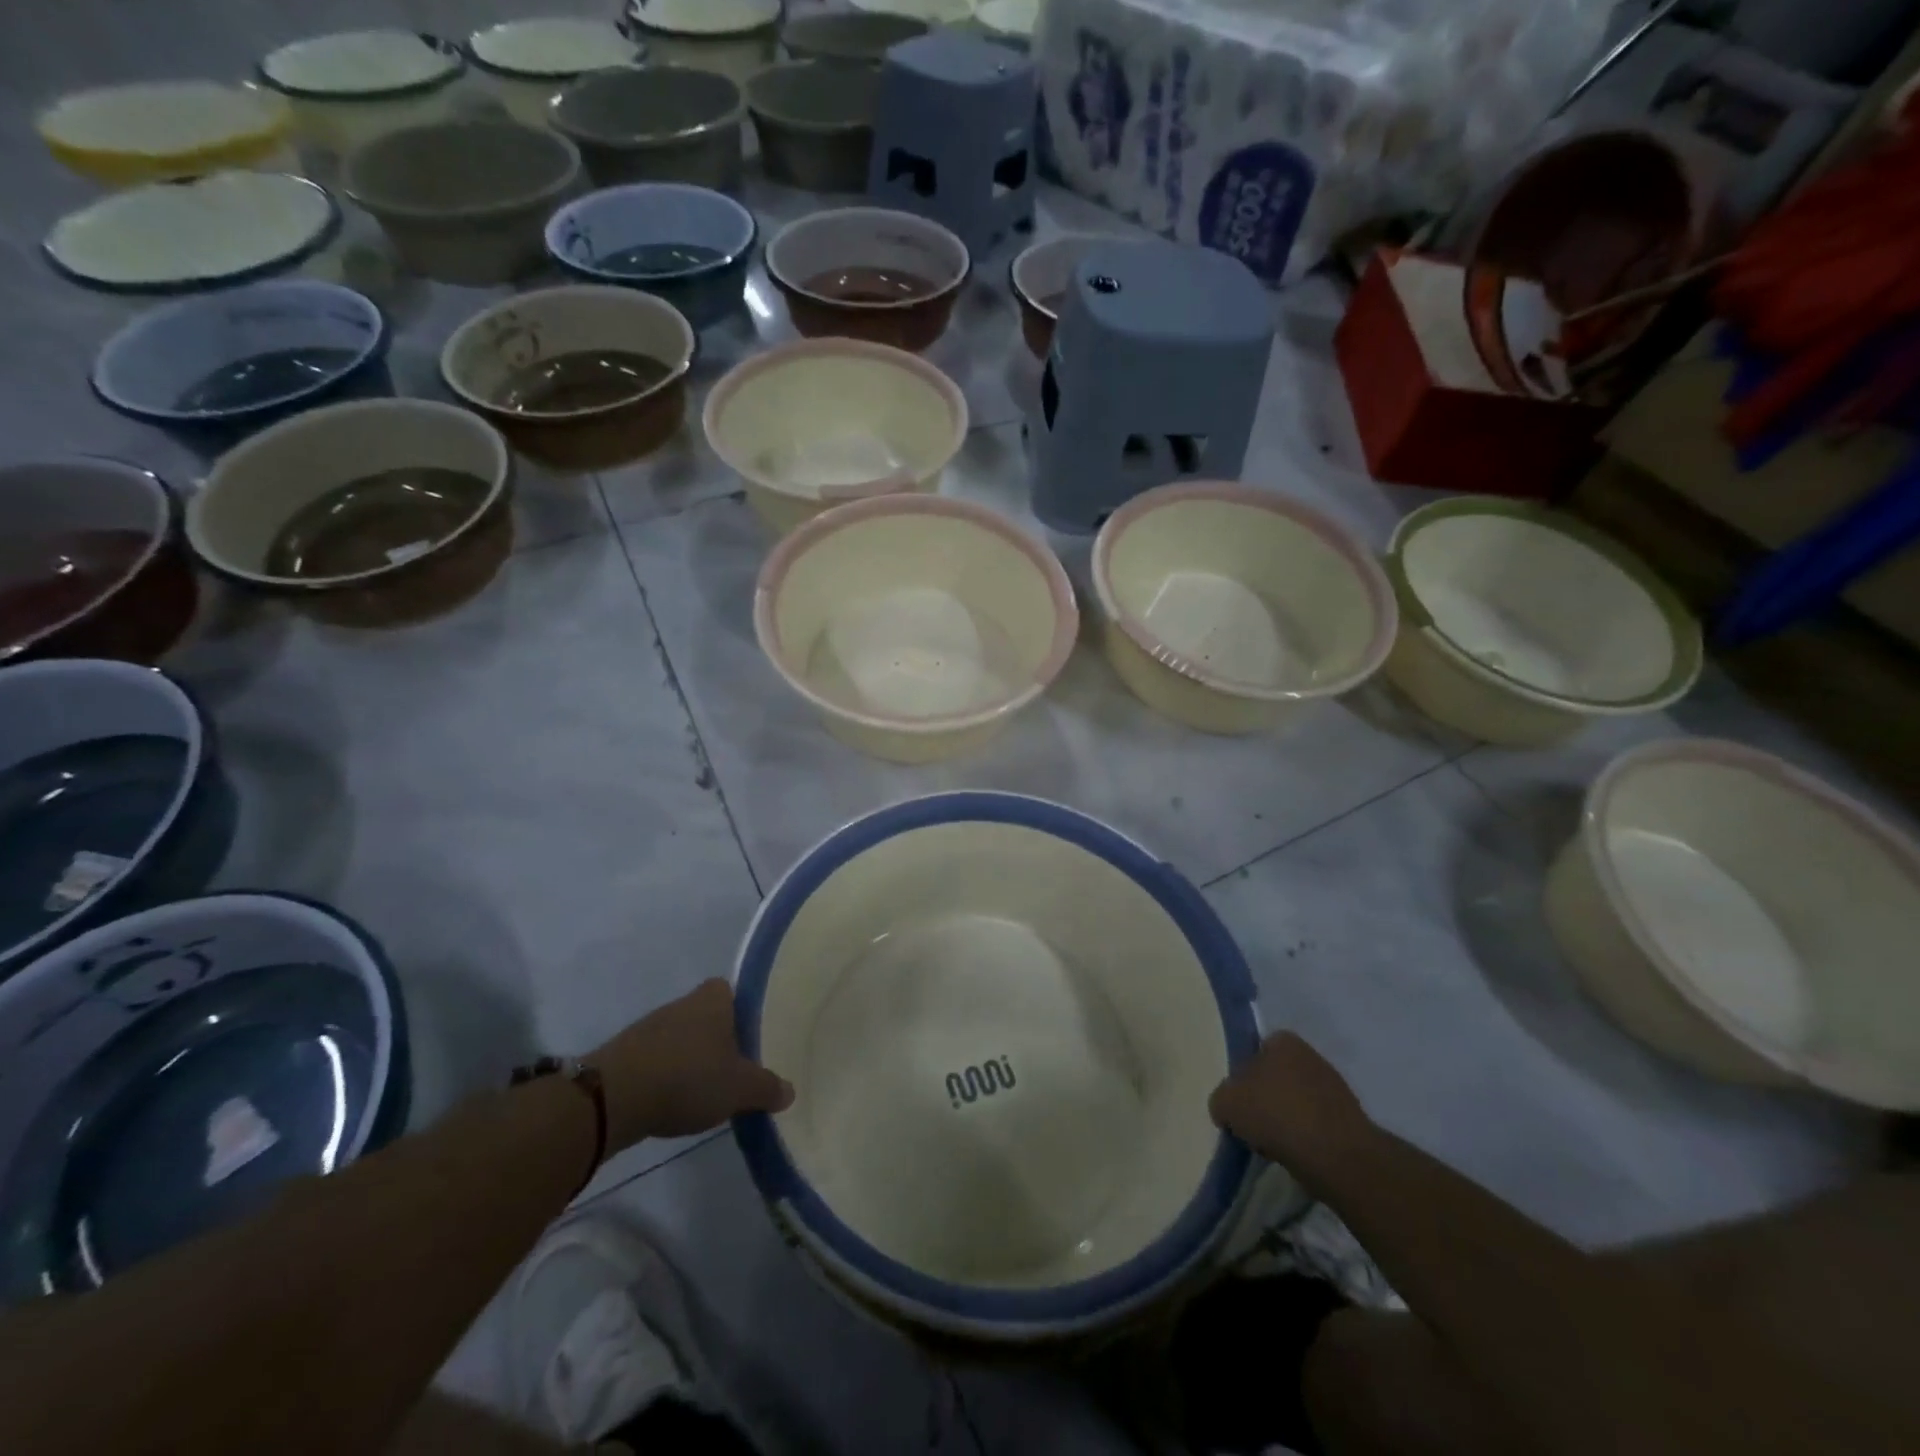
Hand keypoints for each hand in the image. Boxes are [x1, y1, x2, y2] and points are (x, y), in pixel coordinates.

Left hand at [586, 980, 793, 1148]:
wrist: (613, 1098)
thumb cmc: (688, 1077)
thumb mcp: (740, 1088)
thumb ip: (767, 1088)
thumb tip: (789, 1091)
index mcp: (714, 998)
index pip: (733, 991)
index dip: (743, 1011)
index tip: (752, 1037)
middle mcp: (683, 1003)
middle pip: (708, 1015)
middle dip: (719, 1038)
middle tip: (736, 1066)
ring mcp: (650, 1026)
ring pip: (681, 1037)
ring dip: (691, 1058)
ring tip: (706, 1089)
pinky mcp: (625, 1054)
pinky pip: (657, 1059)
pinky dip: (666, 1075)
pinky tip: (673, 1100)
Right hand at [1209, 1033, 1370, 1180]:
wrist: (1336, 1156)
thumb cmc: (1276, 1114)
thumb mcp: (1226, 1102)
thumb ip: (1221, 1098)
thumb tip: (1228, 1107)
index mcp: (1283, 1041)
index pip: (1256, 1051)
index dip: (1244, 1076)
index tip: (1238, 1102)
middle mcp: (1311, 1055)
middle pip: (1276, 1077)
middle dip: (1265, 1098)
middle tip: (1252, 1124)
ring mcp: (1334, 1088)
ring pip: (1296, 1102)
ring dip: (1285, 1119)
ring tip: (1273, 1145)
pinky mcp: (1349, 1121)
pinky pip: (1315, 1126)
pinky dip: (1304, 1138)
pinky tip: (1295, 1154)